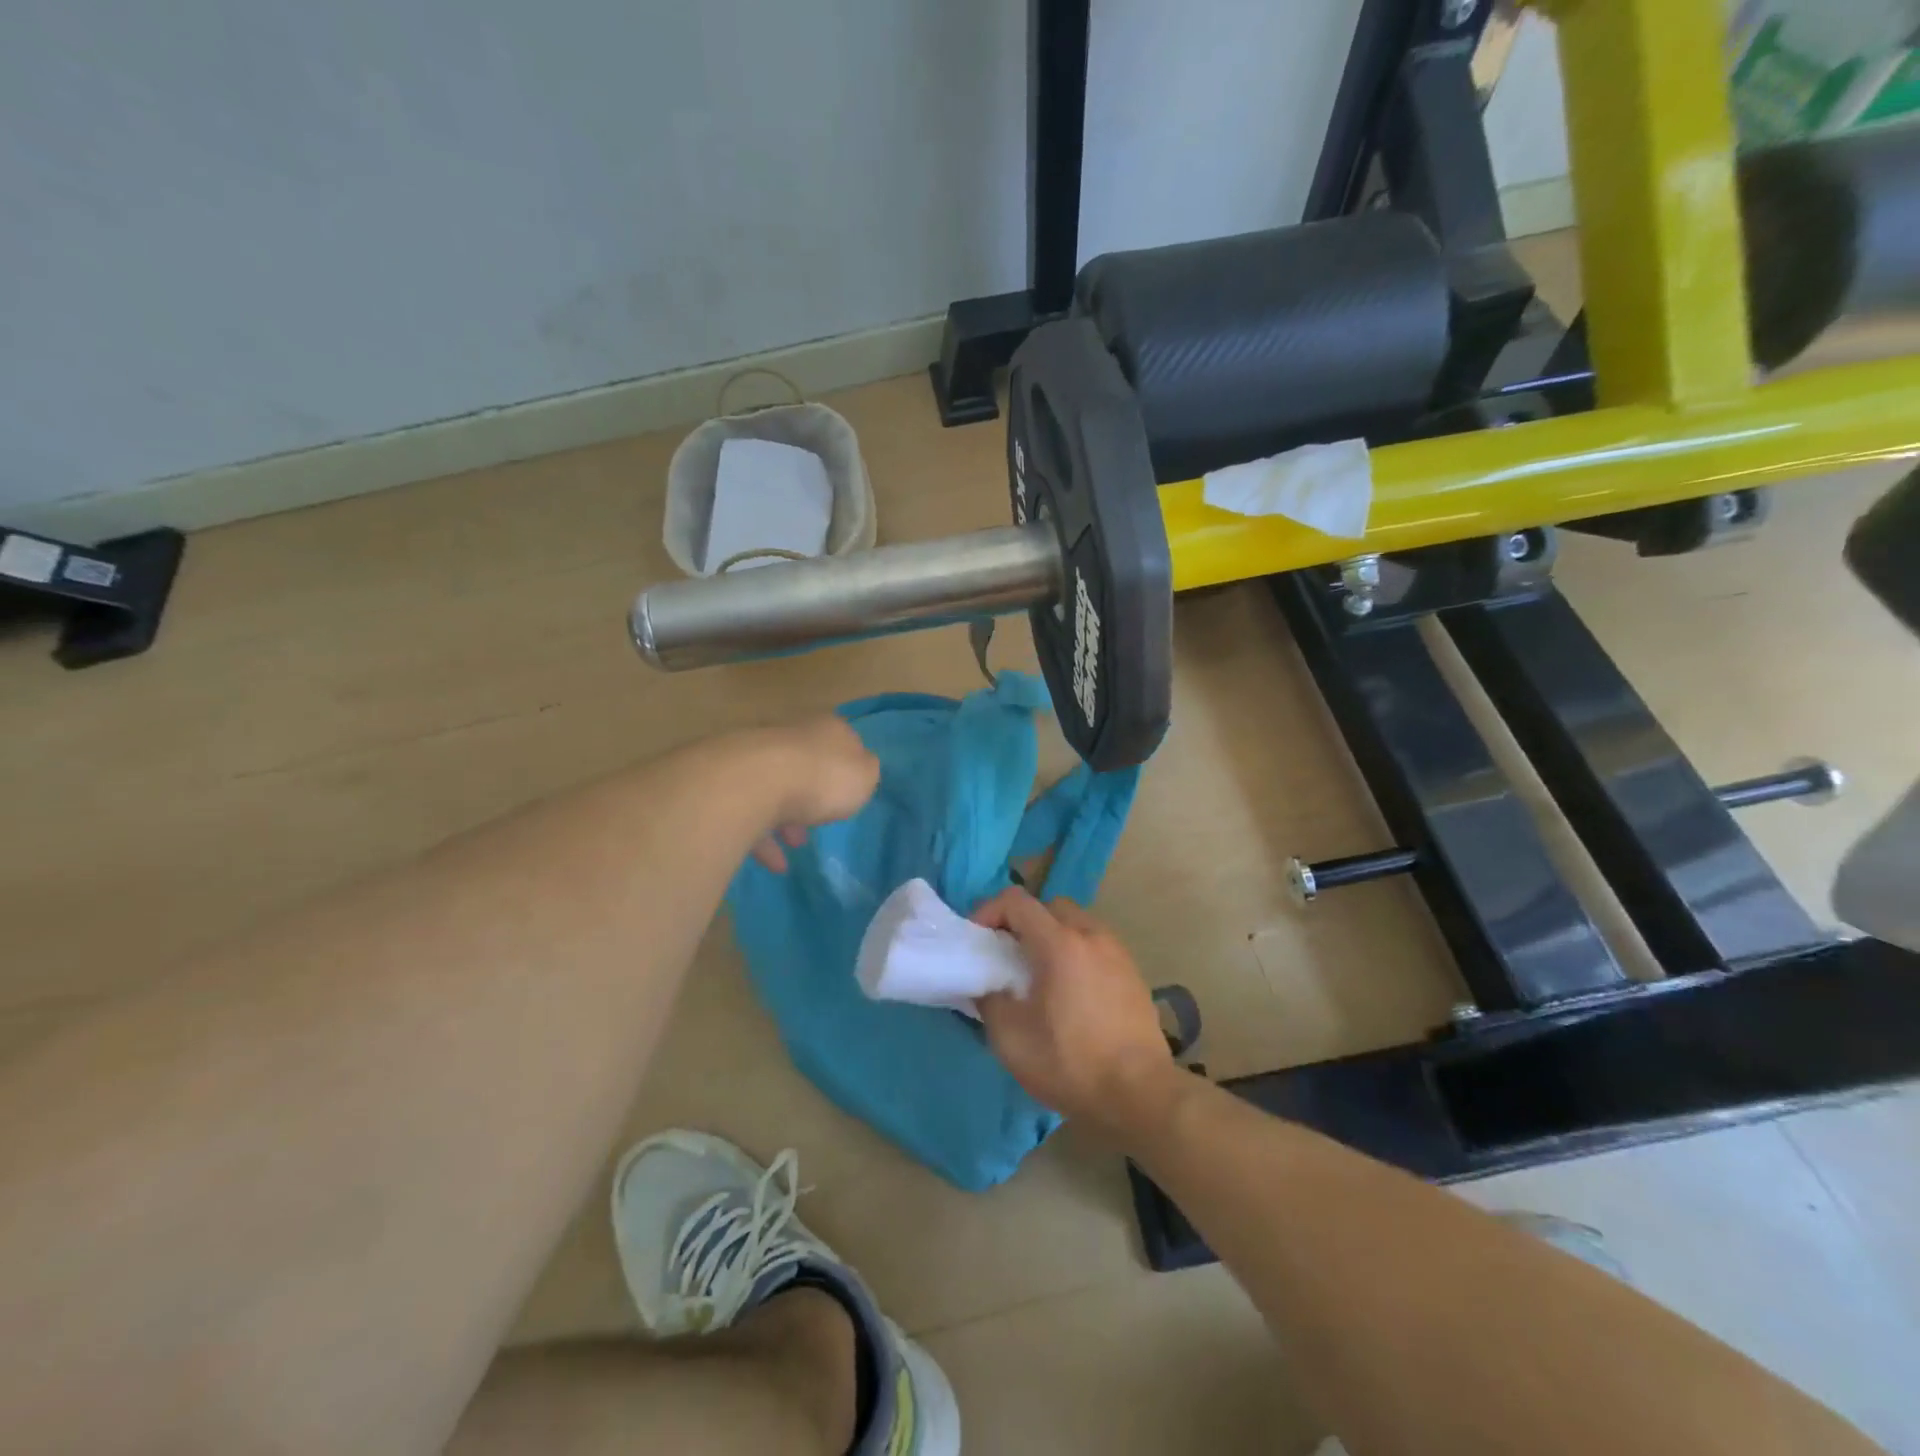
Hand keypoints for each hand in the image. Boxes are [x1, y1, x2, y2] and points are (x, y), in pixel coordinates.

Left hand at [742, 716, 880, 872]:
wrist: (756, 782)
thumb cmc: (822, 778)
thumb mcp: (864, 776)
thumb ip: (865, 772)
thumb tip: (859, 768)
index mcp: (826, 729)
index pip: (841, 739)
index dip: (847, 765)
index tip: (849, 790)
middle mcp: (790, 736)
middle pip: (805, 763)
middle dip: (812, 793)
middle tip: (821, 819)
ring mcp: (756, 758)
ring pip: (775, 788)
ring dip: (787, 818)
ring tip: (797, 845)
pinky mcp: (729, 785)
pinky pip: (751, 814)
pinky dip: (764, 840)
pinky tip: (776, 864)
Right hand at [970, 886, 1180, 1139]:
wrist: (1141, 1094)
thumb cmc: (1071, 1063)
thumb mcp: (1011, 1039)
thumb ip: (989, 1000)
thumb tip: (988, 985)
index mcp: (1059, 943)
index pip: (1017, 901)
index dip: (989, 911)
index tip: (978, 940)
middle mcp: (1091, 935)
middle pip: (1049, 906)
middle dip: (1022, 921)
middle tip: (1007, 955)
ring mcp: (1117, 951)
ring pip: (1076, 923)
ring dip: (1051, 936)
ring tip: (1039, 974)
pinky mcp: (1133, 972)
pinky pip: (1096, 945)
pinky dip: (1076, 952)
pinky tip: (1071, 991)